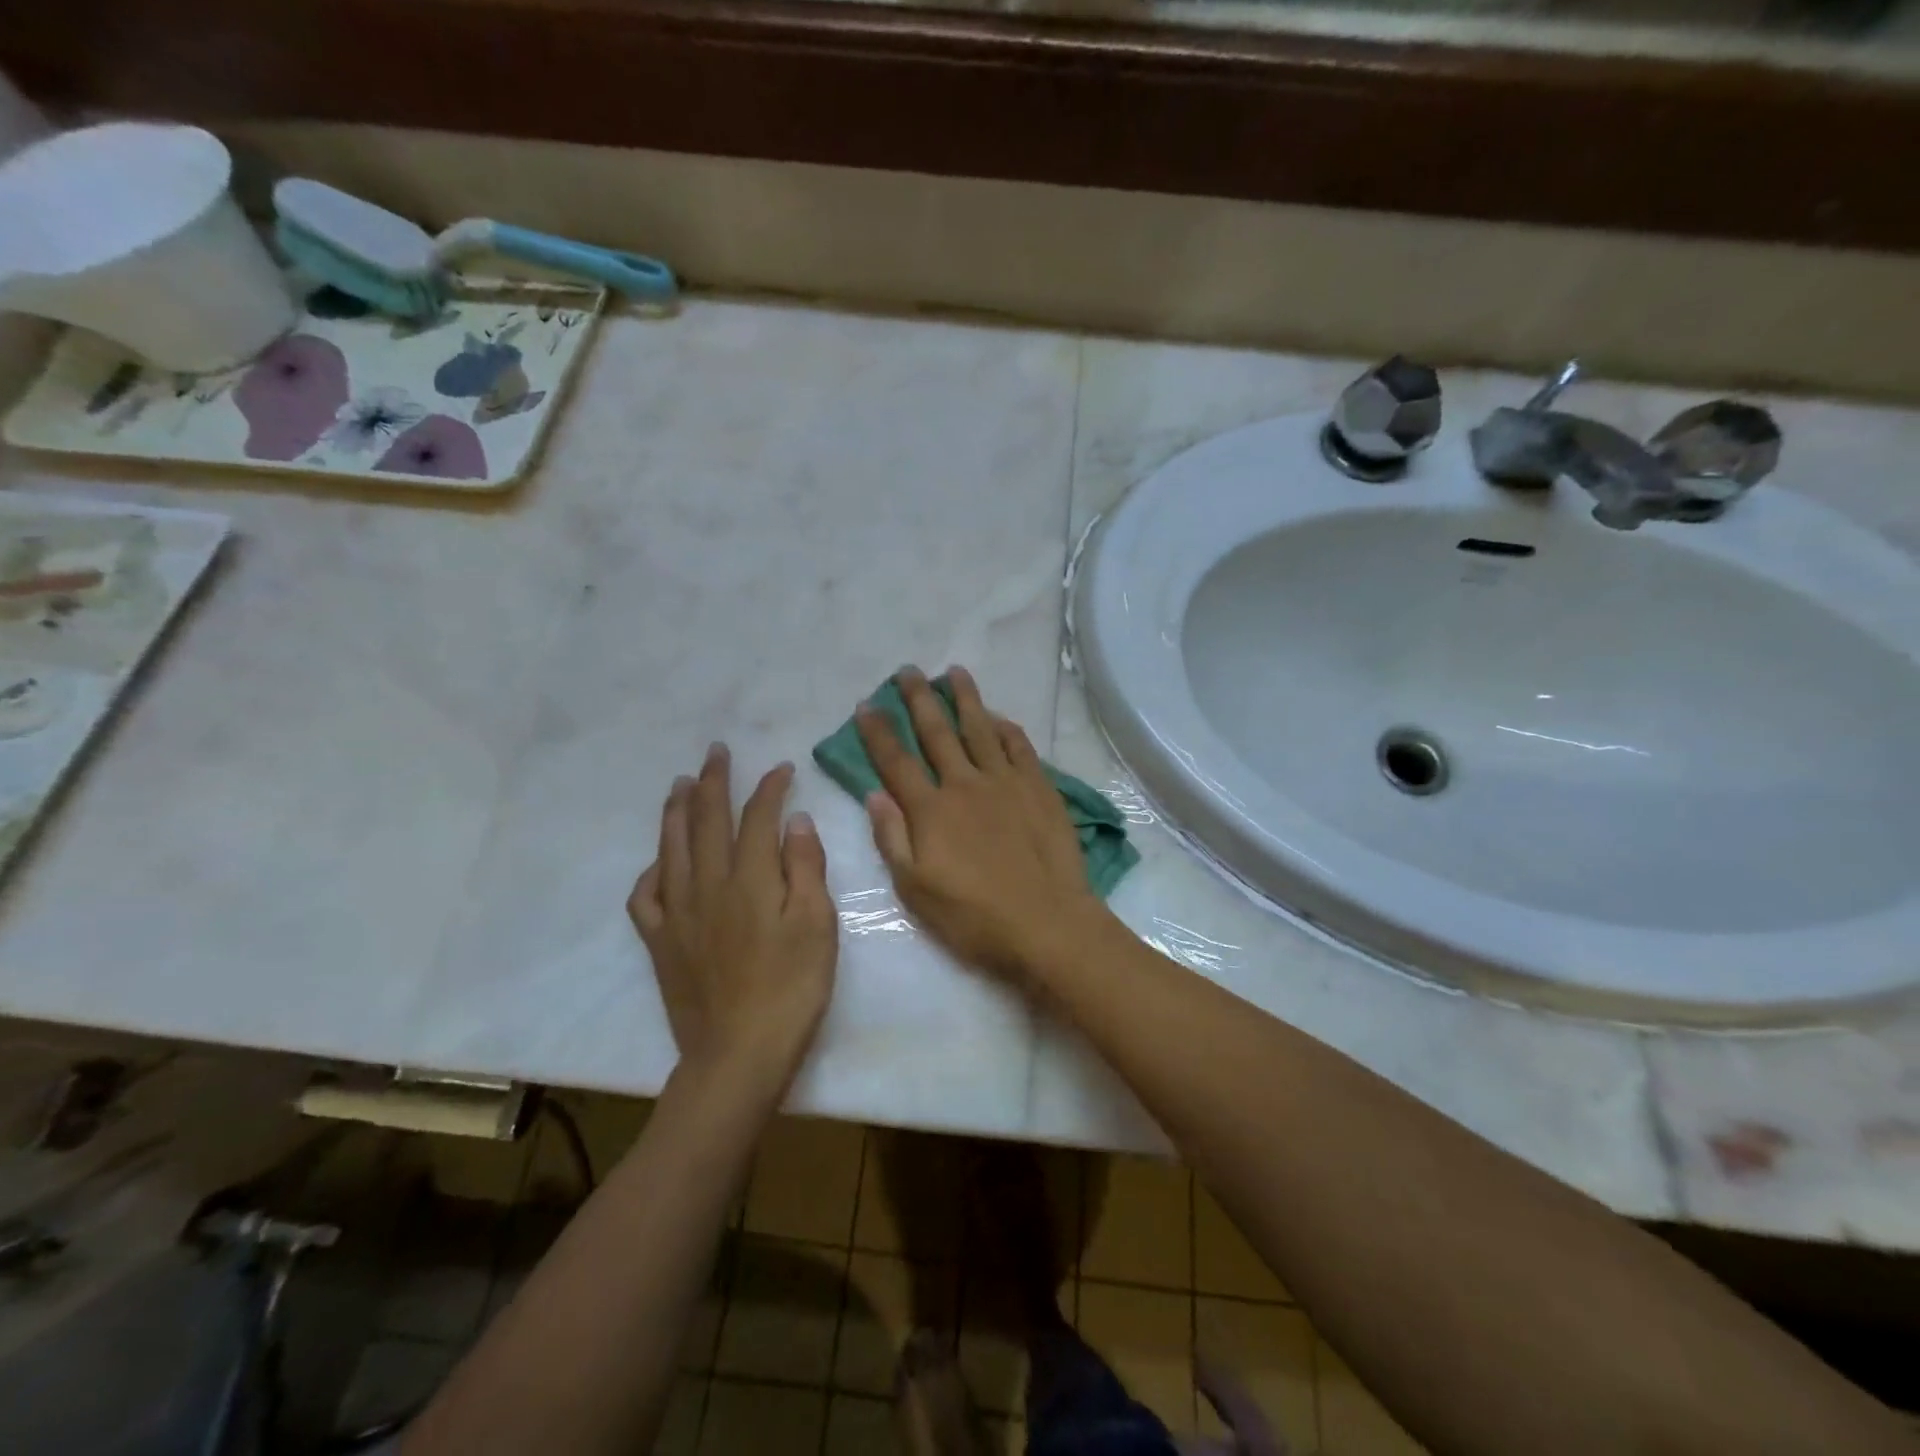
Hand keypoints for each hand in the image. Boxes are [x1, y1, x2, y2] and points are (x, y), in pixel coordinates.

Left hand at [628, 745, 837, 1085]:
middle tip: (716, 752)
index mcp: (749, 879)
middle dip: (714, 782)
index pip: (757, 818)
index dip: (769, 788)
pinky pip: (645, 896)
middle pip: (707, 821)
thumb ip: (805, 868)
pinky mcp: (660, 942)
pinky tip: (659, 861)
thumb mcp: (817, 925)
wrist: (739, 1054)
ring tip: (680, 784)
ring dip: (677, 811)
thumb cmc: (791, 988)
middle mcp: (707, 885)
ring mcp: (677, 913)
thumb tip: (795, 821)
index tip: (781, 769)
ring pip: (671, 848)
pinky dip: (651, 870)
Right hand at [856, 666, 1110, 983]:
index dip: (878, 731)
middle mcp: (965, 784)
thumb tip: (875, 794)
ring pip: (980, 729)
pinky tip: (998, 717)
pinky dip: (1006, 728)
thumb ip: (892, 838)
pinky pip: (1019, 747)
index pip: (896, 761)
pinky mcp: (1039, 789)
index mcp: (931, 810)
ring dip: (965, 698)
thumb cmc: (974, 917)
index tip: (865, 704)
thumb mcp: (916, 890)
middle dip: (918, 699)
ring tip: (953, 672)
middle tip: (907, 670)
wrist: (1047, 923)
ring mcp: (1006, 783)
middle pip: (937, 732)